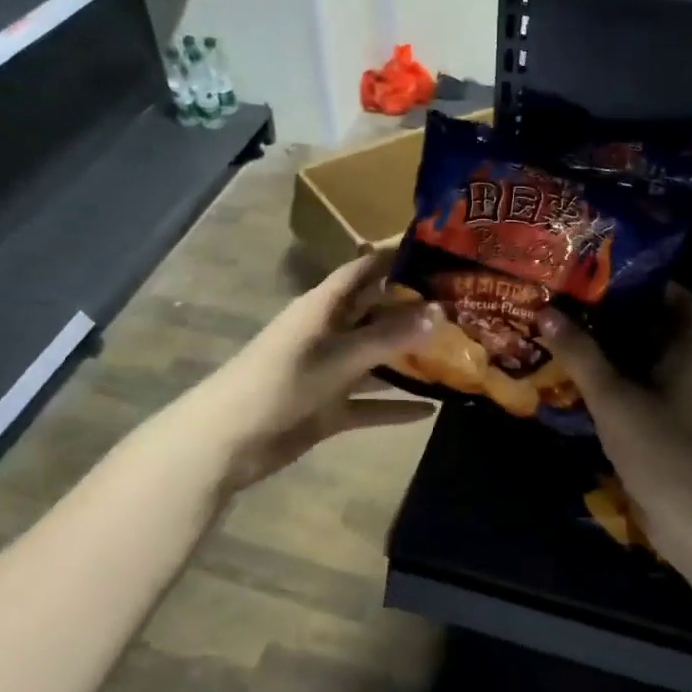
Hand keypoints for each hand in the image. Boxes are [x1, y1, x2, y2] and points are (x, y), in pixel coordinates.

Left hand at [203, 251, 438, 491]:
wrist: (229, 440)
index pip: (364, 270)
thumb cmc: (281, 382)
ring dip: (409, 360)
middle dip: (414, 311)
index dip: (395, 258)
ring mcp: (329, 373)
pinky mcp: (328, 409)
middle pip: (376, 314)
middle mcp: (329, 333)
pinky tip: (432, 410)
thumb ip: (388, 337)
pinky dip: (396, 406)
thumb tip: (439, 313)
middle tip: (463, 308)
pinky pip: (370, 403)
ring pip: (376, 361)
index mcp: (324, 307)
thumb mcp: (339, 356)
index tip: (439, 251)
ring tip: (458, 355)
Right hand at [537, 288, 691, 539]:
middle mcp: (684, 371)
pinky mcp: (660, 431)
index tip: (612, 270)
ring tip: (564, 330)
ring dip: (607, 349)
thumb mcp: (614, 397)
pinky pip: (631, 393)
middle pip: (654, 329)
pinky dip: (606, 383)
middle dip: (616, 313)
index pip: (684, 300)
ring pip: (639, 362)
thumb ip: (581, 355)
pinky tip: (573, 380)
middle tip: (573, 297)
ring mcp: (673, 403)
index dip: (656, 280)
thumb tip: (547, 312)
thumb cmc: (662, 449)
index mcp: (686, 353)